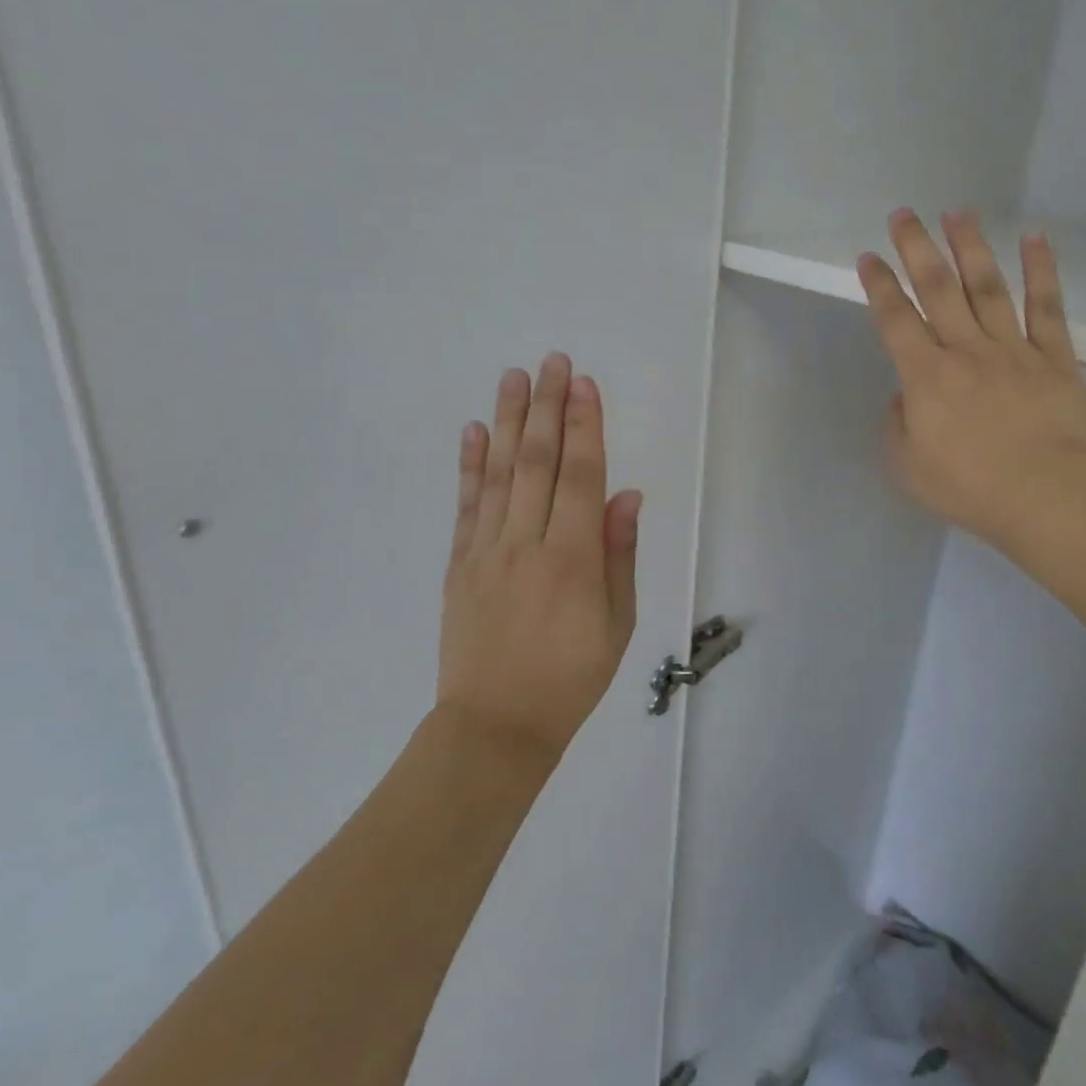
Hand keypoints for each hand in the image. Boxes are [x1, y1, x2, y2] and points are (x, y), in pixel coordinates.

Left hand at [437, 353, 642, 759]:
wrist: (496, 724)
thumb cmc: (571, 677)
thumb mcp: (616, 624)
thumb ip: (619, 555)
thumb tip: (625, 496)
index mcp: (573, 559)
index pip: (580, 477)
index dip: (584, 427)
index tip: (584, 385)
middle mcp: (527, 543)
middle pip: (537, 462)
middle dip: (547, 407)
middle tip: (552, 361)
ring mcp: (487, 550)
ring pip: (499, 473)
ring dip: (507, 421)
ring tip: (513, 377)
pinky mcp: (460, 563)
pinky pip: (466, 505)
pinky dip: (470, 465)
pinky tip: (473, 431)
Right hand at [857, 210, 1085, 554]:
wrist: (1048, 495)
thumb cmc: (970, 487)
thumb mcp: (907, 466)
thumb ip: (897, 424)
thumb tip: (906, 395)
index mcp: (926, 376)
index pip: (895, 320)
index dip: (879, 286)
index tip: (868, 257)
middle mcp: (966, 350)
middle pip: (938, 289)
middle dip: (917, 249)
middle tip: (903, 214)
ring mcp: (1013, 349)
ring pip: (988, 287)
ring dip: (970, 247)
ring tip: (958, 212)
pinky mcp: (1054, 357)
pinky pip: (1046, 306)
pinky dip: (1042, 270)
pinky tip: (1034, 237)